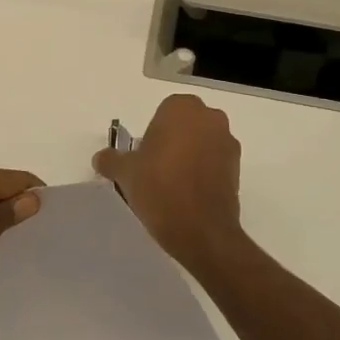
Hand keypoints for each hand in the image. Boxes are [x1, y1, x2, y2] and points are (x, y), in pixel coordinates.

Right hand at [93, 94, 246, 270]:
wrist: (202, 231)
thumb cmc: (160, 188)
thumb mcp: (125, 173)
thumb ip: (111, 160)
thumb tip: (101, 158)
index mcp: (182, 108)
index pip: (163, 112)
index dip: (152, 134)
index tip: (143, 156)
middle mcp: (210, 118)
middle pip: (185, 125)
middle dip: (172, 141)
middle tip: (154, 168)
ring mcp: (228, 142)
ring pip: (202, 142)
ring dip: (189, 156)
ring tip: (172, 184)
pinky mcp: (238, 168)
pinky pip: (214, 162)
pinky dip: (203, 171)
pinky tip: (188, 194)